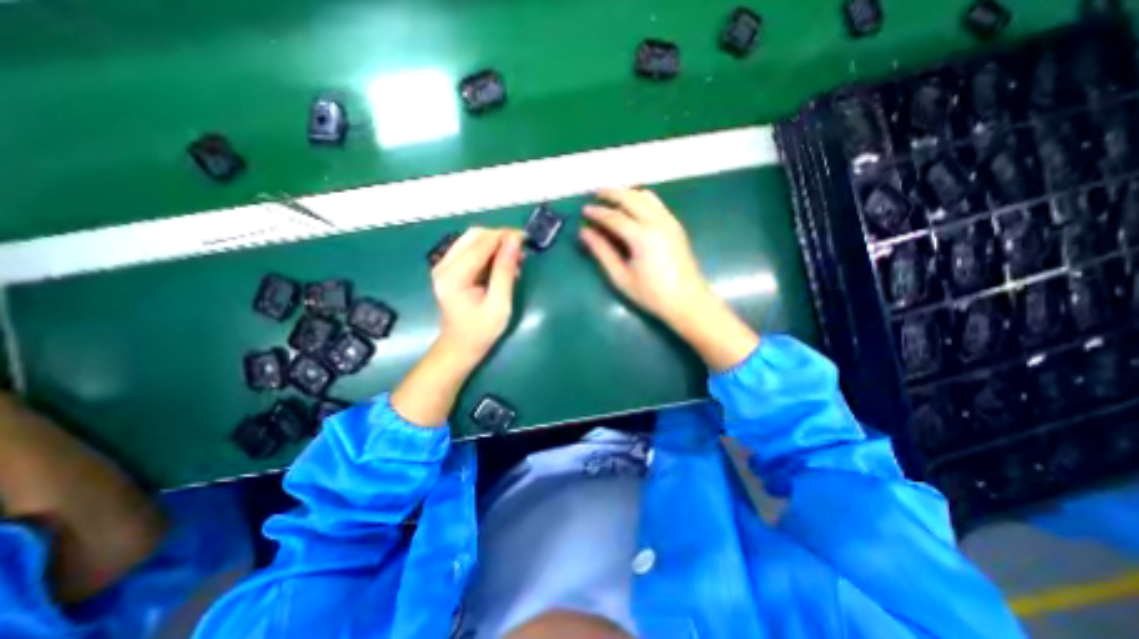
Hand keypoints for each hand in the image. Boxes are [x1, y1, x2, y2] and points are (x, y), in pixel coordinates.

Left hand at [434, 227, 527, 363]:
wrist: (460, 346)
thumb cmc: (481, 330)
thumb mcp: (499, 304)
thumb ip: (505, 271)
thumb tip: (514, 240)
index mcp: (453, 276)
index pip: (481, 244)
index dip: (504, 237)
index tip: (525, 238)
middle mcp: (443, 265)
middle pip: (474, 235)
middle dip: (499, 237)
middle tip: (520, 250)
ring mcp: (443, 265)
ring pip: (472, 239)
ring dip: (495, 243)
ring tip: (514, 258)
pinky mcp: (449, 268)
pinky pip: (470, 249)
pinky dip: (488, 251)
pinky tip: (501, 264)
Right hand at [580, 187, 753, 371]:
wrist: (687, 301)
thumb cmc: (652, 294)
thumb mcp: (621, 277)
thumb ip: (602, 252)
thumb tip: (585, 233)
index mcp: (642, 236)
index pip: (614, 217)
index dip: (597, 212)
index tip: (584, 210)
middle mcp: (657, 222)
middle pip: (630, 198)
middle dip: (611, 193)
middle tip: (595, 194)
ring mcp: (669, 222)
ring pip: (645, 196)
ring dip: (627, 193)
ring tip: (612, 197)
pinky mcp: (675, 225)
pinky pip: (656, 203)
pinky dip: (641, 199)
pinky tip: (632, 206)